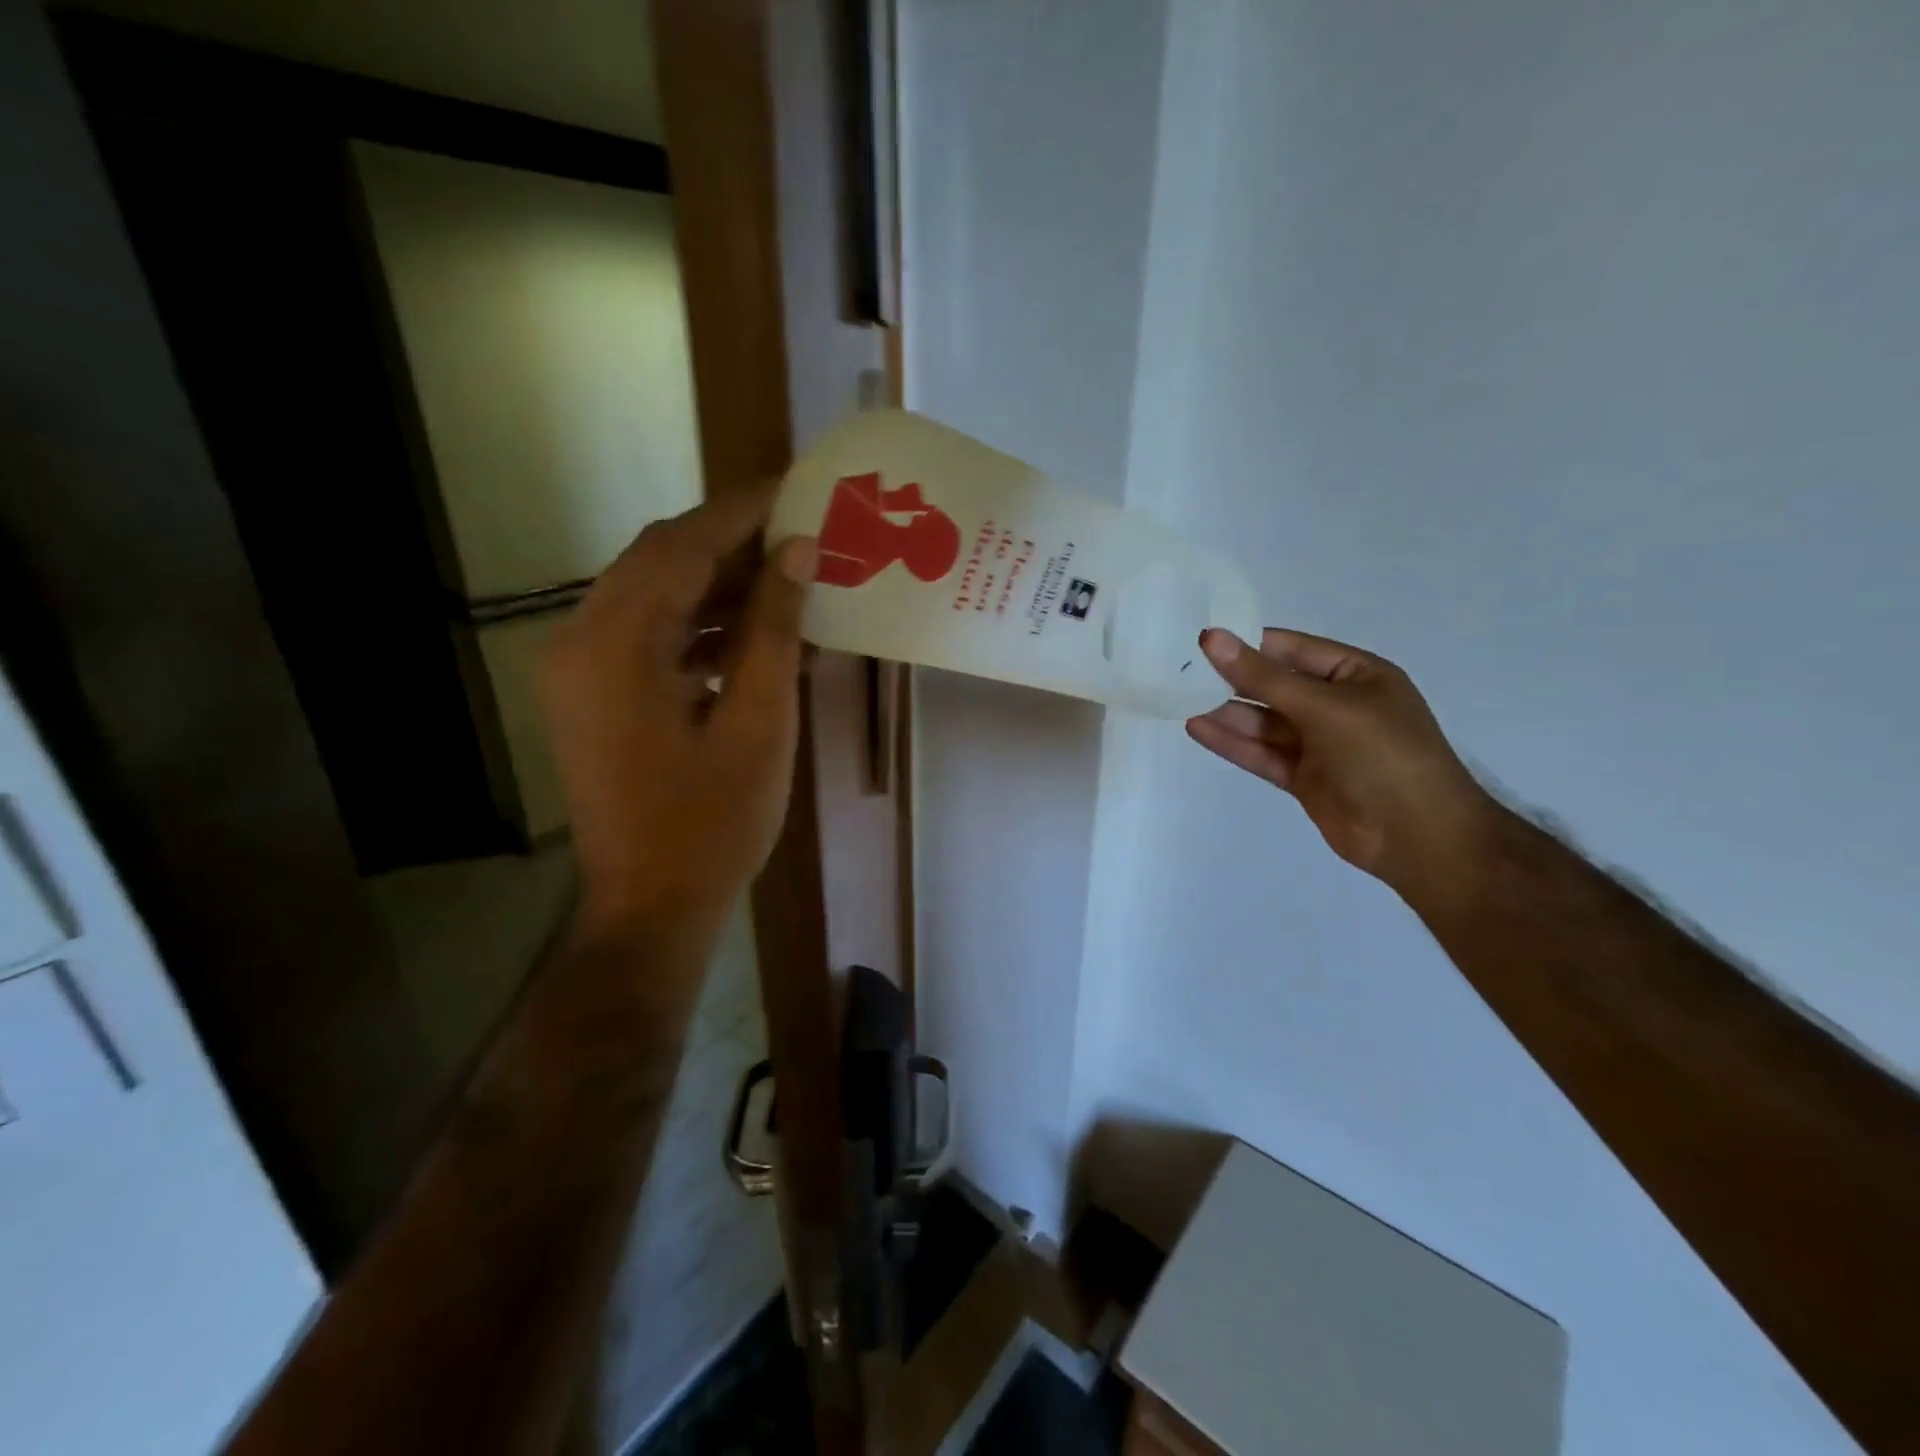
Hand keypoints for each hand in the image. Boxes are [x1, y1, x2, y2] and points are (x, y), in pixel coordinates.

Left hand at [540, 484, 816, 948]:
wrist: (651, 907)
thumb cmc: (712, 824)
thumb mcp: (759, 723)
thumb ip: (773, 629)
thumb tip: (797, 550)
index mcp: (616, 645)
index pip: (680, 546)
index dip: (741, 511)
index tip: (796, 487)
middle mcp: (580, 641)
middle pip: (660, 562)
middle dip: (732, 544)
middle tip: (801, 535)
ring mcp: (579, 670)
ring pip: (653, 597)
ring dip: (718, 586)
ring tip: (789, 585)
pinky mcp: (592, 695)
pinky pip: (648, 636)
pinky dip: (699, 627)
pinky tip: (753, 639)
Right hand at [1187, 628, 1498, 897]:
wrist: (1419, 837)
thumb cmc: (1383, 755)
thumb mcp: (1325, 707)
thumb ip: (1263, 677)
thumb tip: (1212, 639)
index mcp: (1356, 675)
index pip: (1292, 649)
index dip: (1248, 643)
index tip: (1200, 639)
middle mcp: (1336, 705)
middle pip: (1273, 686)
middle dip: (1231, 678)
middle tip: (1179, 668)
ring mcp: (1319, 744)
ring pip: (1263, 722)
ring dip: (1226, 712)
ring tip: (1179, 698)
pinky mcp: (1303, 778)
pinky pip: (1261, 753)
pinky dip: (1231, 742)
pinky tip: (1197, 728)